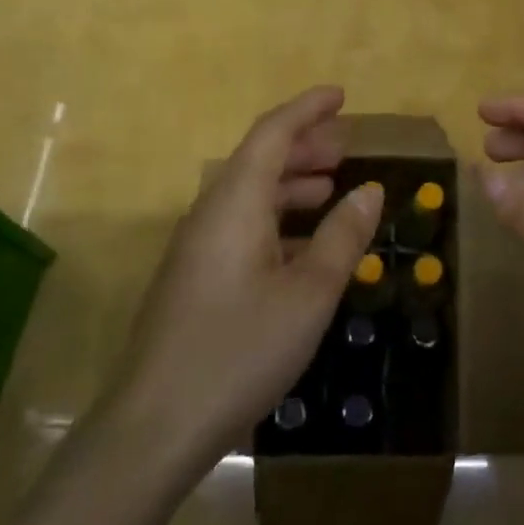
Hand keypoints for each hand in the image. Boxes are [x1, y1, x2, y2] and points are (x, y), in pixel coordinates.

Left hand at [104, 86, 382, 477]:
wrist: (153, 429)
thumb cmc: (239, 350)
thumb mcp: (309, 294)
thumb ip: (342, 236)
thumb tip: (370, 190)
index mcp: (236, 202)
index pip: (273, 133)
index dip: (307, 109)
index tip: (341, 95)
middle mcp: (211, 212)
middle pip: (260, 159)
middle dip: (304, 145)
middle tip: (346, 146)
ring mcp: (198, 246)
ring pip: (250, 193)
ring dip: (292, 182)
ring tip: (331, 186)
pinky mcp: (194, 277)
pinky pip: (241, 224)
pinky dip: (277, 217)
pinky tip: (303, 244)